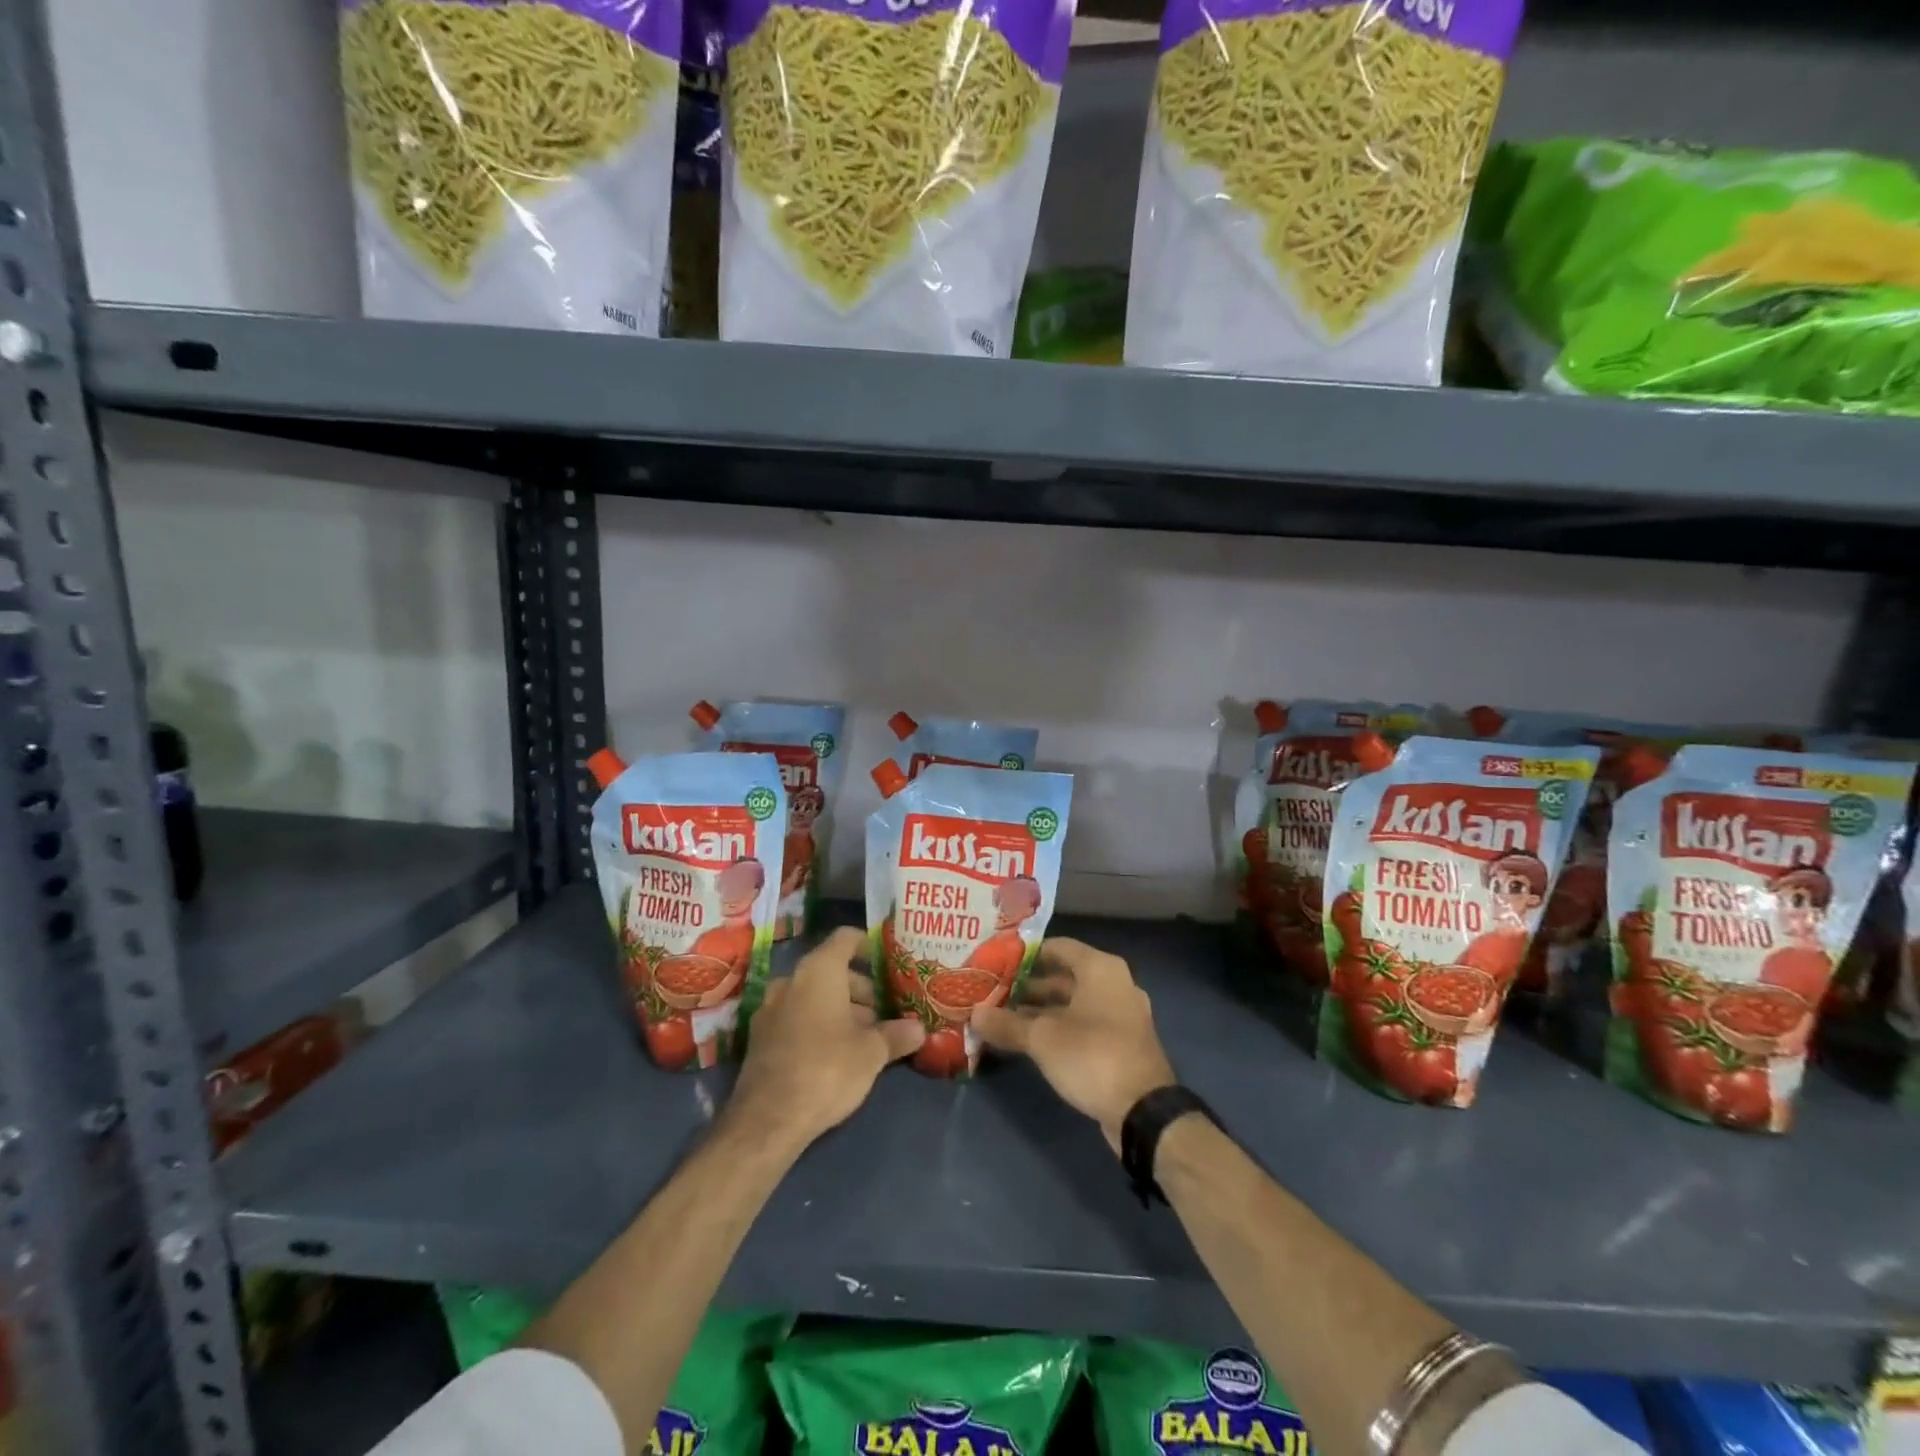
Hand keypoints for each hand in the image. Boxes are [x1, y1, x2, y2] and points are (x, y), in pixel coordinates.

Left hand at [727, 927, 923, 1151]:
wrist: (768, 1119)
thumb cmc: (827, 1068)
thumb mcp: (872, 1053)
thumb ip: (896, 1035)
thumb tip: (919, 1029)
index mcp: (818, 970)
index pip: (846, 938)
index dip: (869, 946)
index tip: (888, 964)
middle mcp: (790, 980)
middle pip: (830, 969)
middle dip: (858, 988)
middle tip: (883, 1013)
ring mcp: (770, 1008)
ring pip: (812, 995)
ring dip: (838, 1008)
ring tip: (863, 1037)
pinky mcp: (760, 1038)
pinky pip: (796, 1017)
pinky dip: (816, 1024)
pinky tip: (834, 1053)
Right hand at [973, 938, 1175, 1150]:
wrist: (1144, 1112)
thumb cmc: (1092, 1056)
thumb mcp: (1042, 1039)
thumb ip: (1006, 1024)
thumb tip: (974, 1014)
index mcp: (1100, 968)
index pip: (1057, 947)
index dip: (1025, 955)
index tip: (996, 963)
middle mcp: (1114, 984)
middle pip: (1064, 976)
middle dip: (1027, 986)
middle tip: (992, 993)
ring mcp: (1120, 1015)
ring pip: (1072, 1004)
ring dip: (1039, 1011)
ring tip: (1001, 1018)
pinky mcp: (1121, 1044)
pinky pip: (1083, 1025)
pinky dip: (1057, 1029)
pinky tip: (1028, 1042)